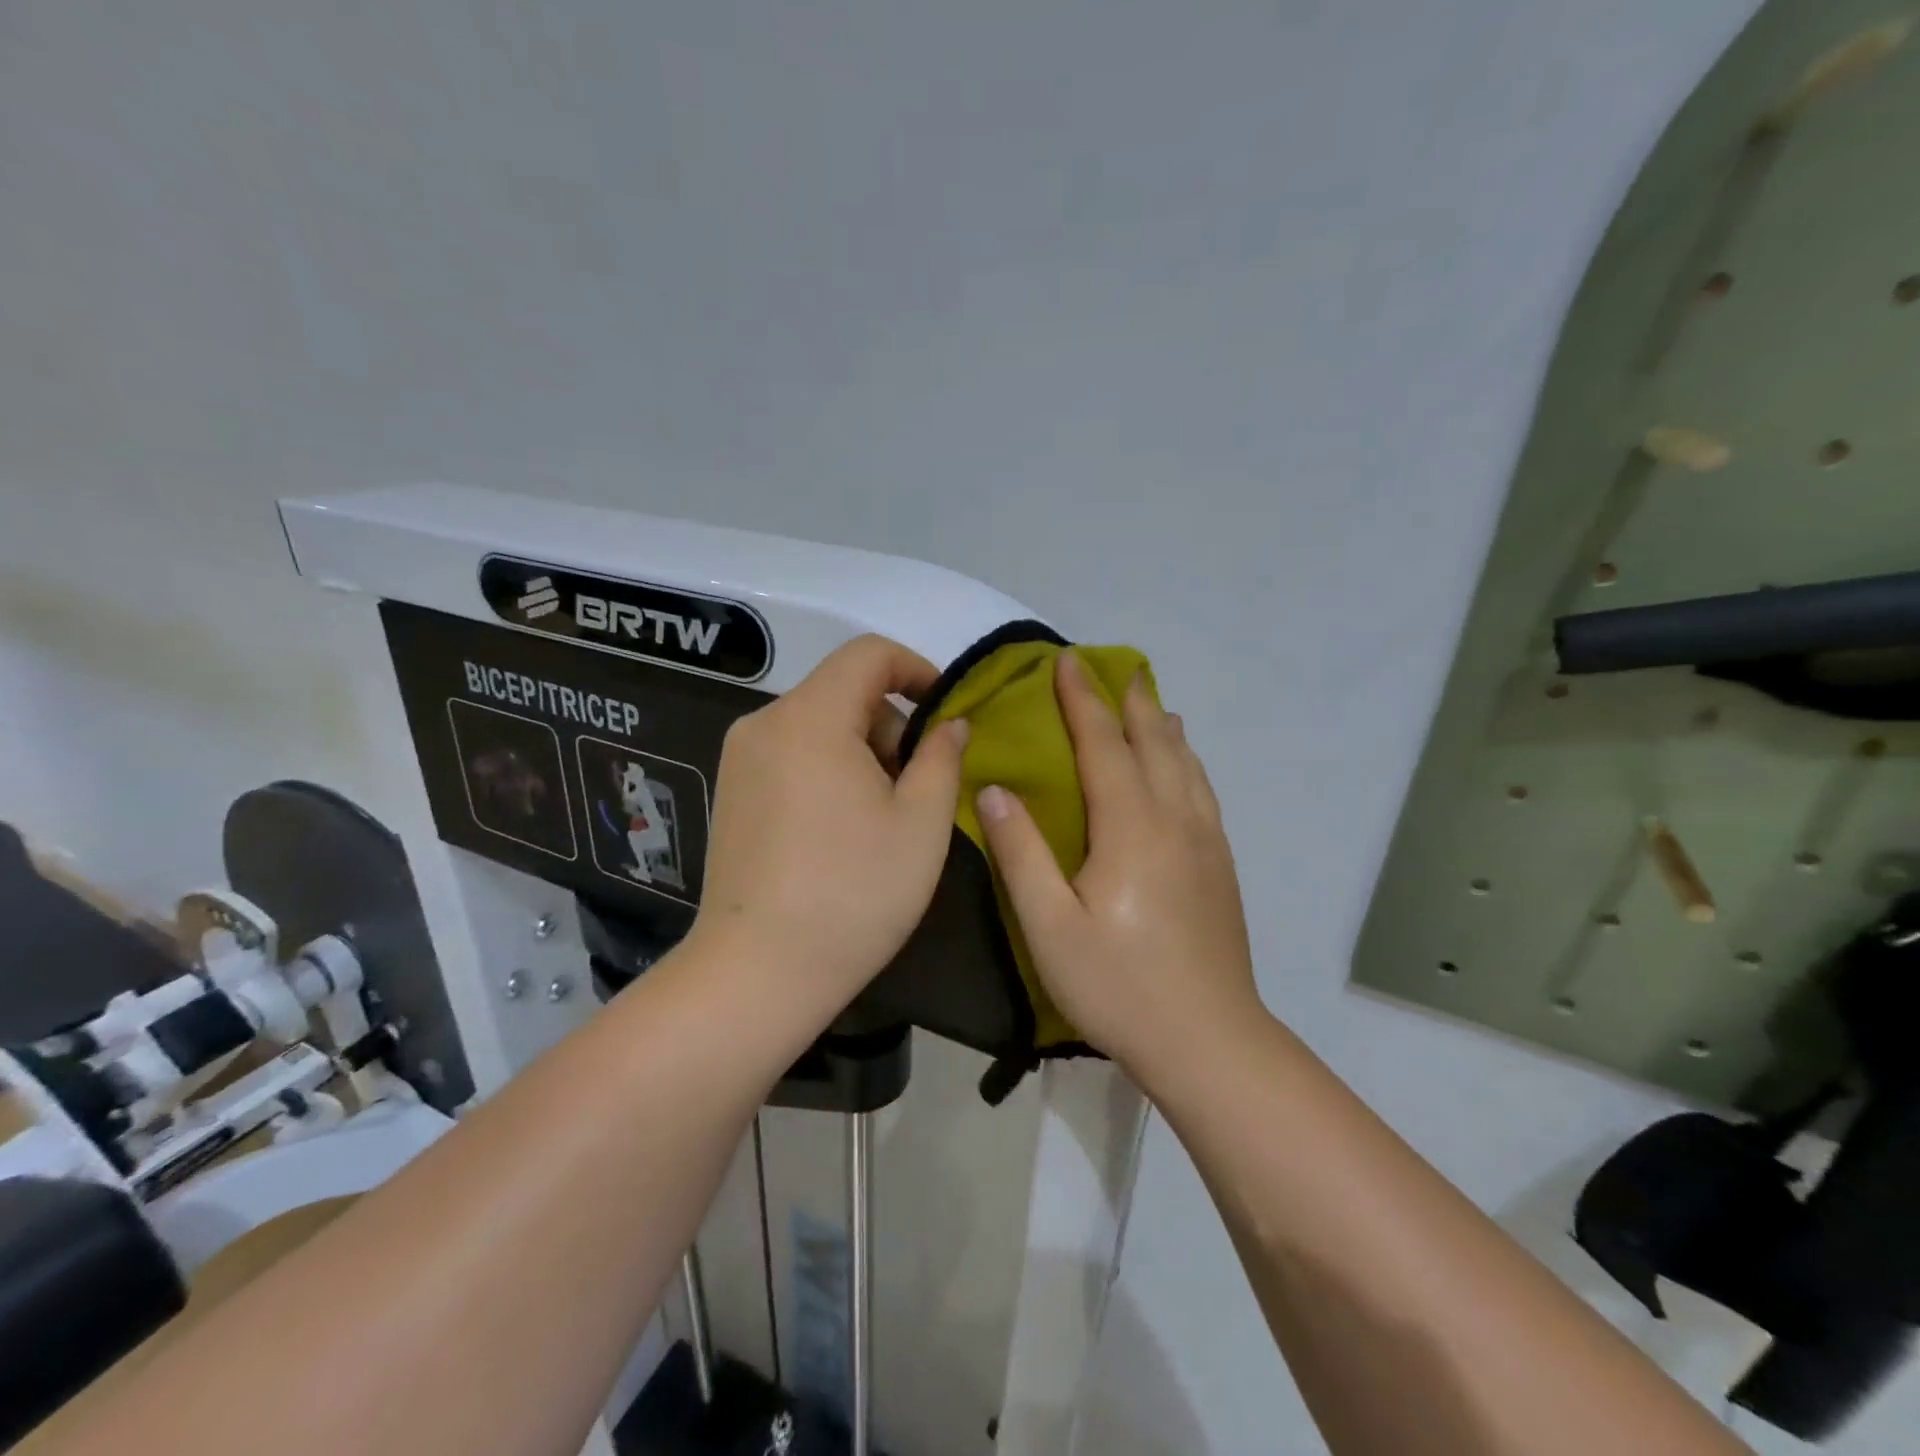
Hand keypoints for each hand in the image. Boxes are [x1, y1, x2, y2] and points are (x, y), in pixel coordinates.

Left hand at [692, 635, 968, 1014]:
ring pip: (818, 724)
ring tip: (884, 815)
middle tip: (919, 785)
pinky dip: (829, 768)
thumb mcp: (921, 822)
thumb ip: (942, 756)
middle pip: (842, 689)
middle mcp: (765, 723)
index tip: (946, 715)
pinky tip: (842, 829)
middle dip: (892, 723)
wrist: (757, 974)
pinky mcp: (731, 791)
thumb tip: (950, 722)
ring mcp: (740, 758)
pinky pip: (792, 753)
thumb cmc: (853, 893)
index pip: (868, 653)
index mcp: (810, 717)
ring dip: (863, 749)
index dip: (917, 669)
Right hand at [974, 653, 1259, 1074]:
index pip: (1104, 745)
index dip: (1083, 701)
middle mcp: (1174, 820)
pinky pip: (1202, 791)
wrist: (1208, 1041)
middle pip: (1153, 742)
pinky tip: (1183, 767)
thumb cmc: (1119, 986)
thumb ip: (1021, 854)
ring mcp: (1205, 842)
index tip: (1066, 663)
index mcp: (1130, 828)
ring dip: (1163, 726)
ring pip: (1185, 764)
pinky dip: (1188, 761)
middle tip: (1114, 669)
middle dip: (1129, 701)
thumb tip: (995, 789)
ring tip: (1151, 703)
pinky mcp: (1221, 866)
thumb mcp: (1050, 927)